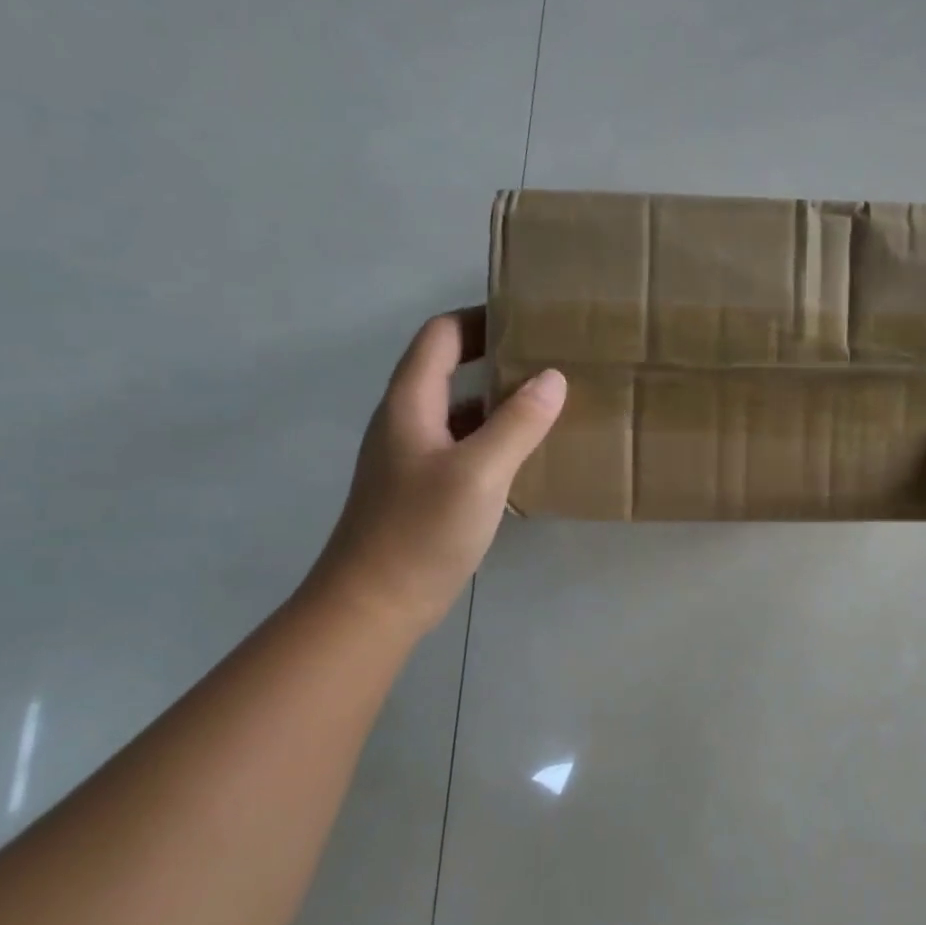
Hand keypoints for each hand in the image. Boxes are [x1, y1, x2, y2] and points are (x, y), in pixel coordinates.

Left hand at [309, 307, 564, 636]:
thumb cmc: (420, 531)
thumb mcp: (479, 472)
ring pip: (459, 410)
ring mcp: (413, 456)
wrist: (372, 606)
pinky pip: (463, 445)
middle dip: (497, 357)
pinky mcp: (423, 488)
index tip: (527, 320)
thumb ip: (518, 422)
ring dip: (498, 400)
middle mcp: (407, 420)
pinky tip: (527, 453)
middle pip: (449, 368)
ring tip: (549, 401)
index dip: (480, 318)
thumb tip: (553, 377)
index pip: (441, 335)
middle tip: (549, 358)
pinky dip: (494, 437)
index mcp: (410, 403)